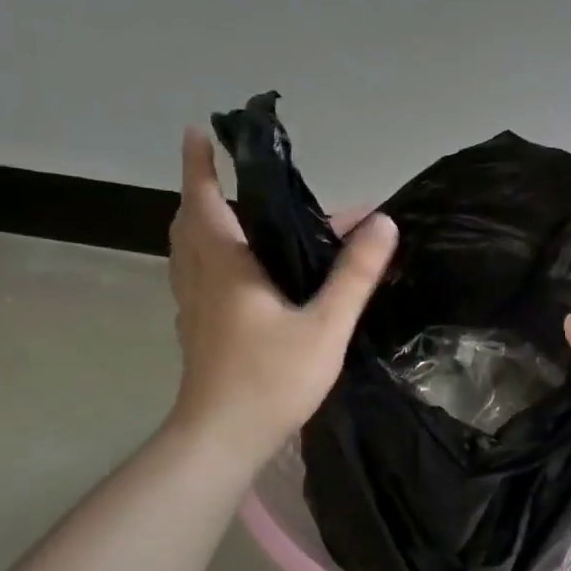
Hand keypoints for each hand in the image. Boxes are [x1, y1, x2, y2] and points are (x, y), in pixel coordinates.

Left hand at [166, 127, 396, 473]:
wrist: (222, 439)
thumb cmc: (271, 379)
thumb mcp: (325, 326)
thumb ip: (354, 274)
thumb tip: (382, 222)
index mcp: (226, 266)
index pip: (206, 200)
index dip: (200, 164)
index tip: (198, 131)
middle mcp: (201, 278)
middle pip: (191, 222)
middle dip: (203, 191)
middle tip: (226, 174)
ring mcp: (193, 307)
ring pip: (188, 251)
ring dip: (202, 224)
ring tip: (233, 216)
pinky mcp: (197, 332)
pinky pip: (196, 277)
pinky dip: (207, 258)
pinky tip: (236, 275)